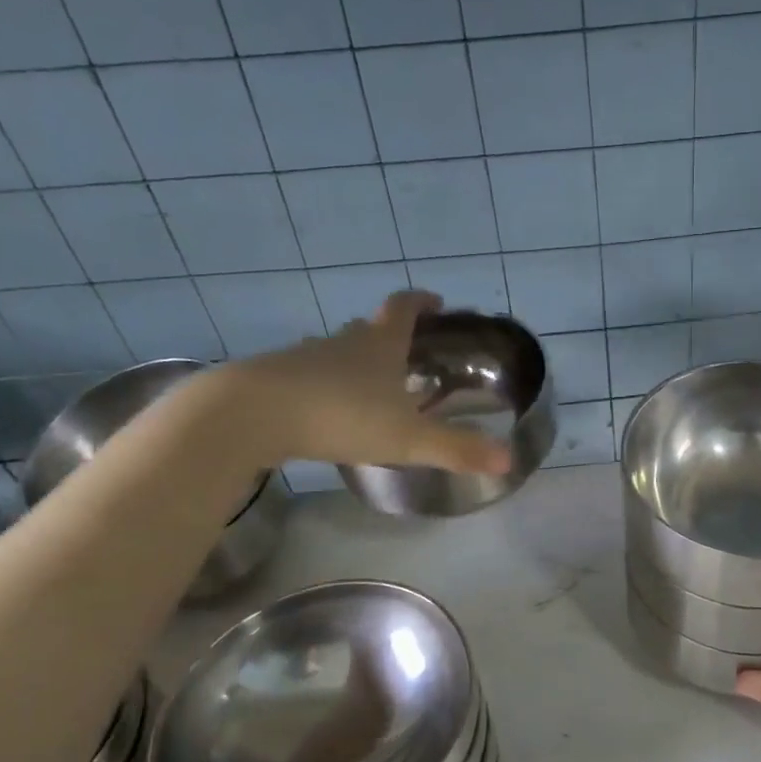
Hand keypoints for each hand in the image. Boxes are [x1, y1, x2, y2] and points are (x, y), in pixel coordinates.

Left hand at [204, 291, 514, 473]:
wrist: (251, 414)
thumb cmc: (341, 415)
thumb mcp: (408, 438)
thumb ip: (457, 449)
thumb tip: (509, 459)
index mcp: (379, 345)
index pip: (404, 309)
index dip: (421, 303)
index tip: (436, 302)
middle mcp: (342, 342)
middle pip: (368, 328)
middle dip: (389, 336)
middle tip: (407, 356)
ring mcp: (304, 357)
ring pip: (336, 353)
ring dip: (354, 363)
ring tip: (369, 390)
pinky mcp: (274, 379)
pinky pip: (307, 376)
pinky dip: (323, 386)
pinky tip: (325, 412)